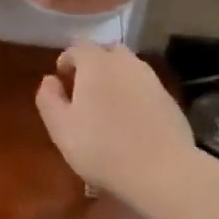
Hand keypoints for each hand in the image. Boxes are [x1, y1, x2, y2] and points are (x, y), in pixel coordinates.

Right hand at [35, 43, 194, 196]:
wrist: (163, 171)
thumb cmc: (102, 149)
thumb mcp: (61, 129)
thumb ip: (49, 99)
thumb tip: (50, 80)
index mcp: (96, 63)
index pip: (77, 47)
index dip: (66, 60)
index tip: (61, 79)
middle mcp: (126, 63)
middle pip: (106, 52)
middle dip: (93, 64)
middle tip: (84, 89)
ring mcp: (151, 79)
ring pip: (128, 68)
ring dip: (115, 78)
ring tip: (107, 105)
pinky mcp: (169, 98)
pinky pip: (144, 87)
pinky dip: (133, 93)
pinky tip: (130, 119)